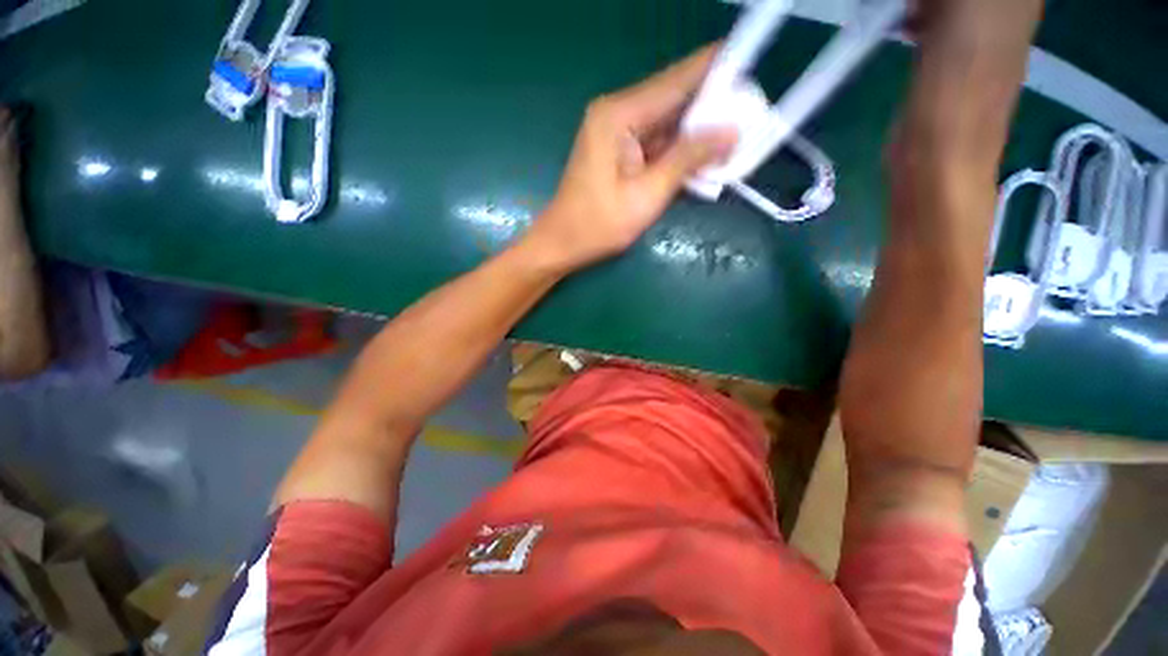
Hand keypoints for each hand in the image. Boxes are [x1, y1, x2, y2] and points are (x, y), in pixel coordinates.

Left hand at [522, 46, 737, 274]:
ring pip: (668, 122)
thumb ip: (687, 159)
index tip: (751, 65)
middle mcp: (617, 113)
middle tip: (751, 110)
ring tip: (737, 133)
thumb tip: (731, 130)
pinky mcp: (619, 151)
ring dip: (698, 131)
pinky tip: (705, 156)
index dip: (715, 70)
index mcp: (619, 115)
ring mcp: (616, 132)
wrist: (562, 244)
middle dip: (712, 105)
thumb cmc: (598, 225)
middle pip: (673, 98)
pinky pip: (656, 142)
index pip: (676, 81)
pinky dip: (679, 149)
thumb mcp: (647, 195)